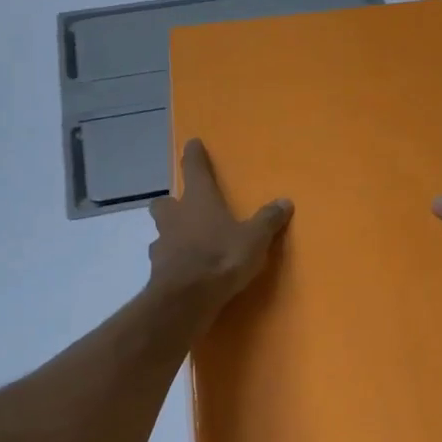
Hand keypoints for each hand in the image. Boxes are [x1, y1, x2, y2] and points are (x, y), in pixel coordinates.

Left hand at [148, 140, 292, 310]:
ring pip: (161, 231)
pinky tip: (183, 269)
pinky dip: (172, 261)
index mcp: (199, 200)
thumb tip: (285, 201)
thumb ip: (268, 220)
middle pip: (165, 202)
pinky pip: (163, 259)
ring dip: (171, 233)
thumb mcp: (254, 238)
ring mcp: (162, 243)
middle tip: (184, 207)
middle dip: (172, 202)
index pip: (194, 169)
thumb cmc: (222, 257)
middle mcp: (176, 216)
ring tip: (186, 242)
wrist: (186, 298)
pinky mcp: (157, 270)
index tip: (191, 143)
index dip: (194, 155)